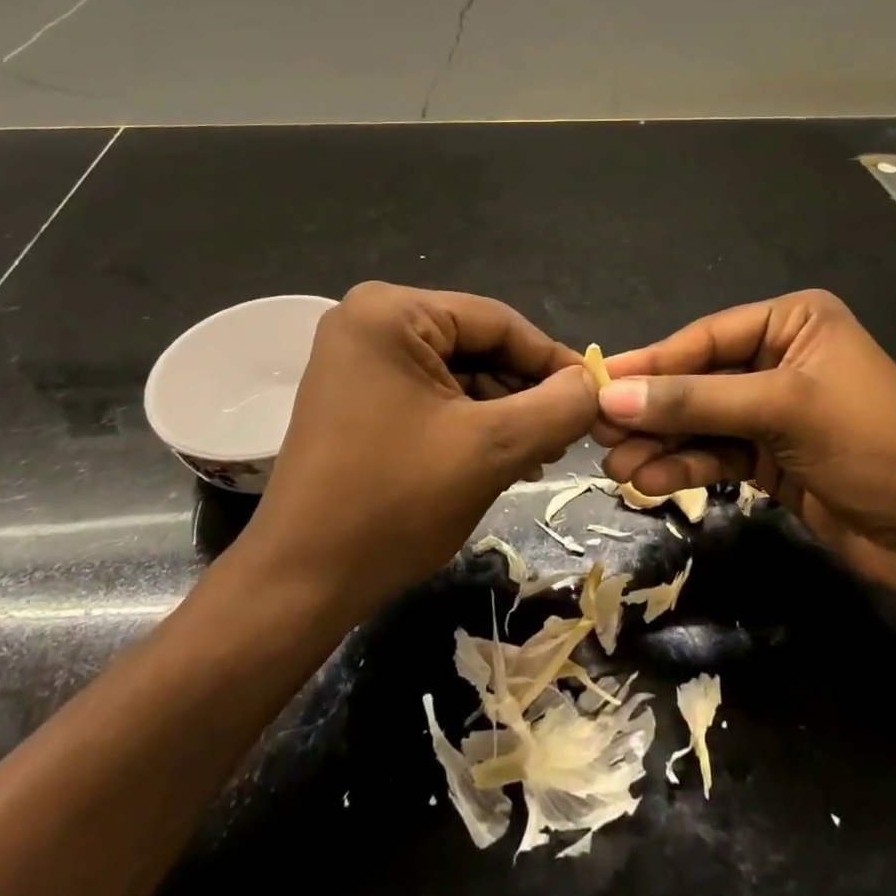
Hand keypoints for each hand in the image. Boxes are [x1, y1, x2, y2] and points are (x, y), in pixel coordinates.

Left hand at [240, 282, 598, 615]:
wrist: (299, 584)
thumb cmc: (394, 504)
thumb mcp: (491, 450)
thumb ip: (556, 408)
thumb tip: (594, 385)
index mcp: (391, 311)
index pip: (497, 321)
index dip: (552, 360)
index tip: (595, 397)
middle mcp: (369, 319)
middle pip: (475, 344)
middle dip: (524, 391)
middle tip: (568, 434)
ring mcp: (358, 357)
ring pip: (457, 372)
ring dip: (501, 411)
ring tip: (541, 454)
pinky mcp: (357, 393)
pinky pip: (430, 393)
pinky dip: (468, 421)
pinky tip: (502, 456)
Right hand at [596, 290, 895, 601]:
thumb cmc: (869, 443)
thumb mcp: (780, 409)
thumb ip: (694, 400)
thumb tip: (611, 396)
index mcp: (793, 321)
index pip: (706, 337)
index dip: (651, 362)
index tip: (598, 382)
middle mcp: (781, 357)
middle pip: (698, 379)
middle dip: (652, 409)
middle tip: (596, 431)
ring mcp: (775, 409)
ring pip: (702, 420)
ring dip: (661, 443)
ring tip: (616, 467)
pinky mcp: (772, 456)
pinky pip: (716, 452)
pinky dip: (684, 465)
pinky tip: (649, 480)